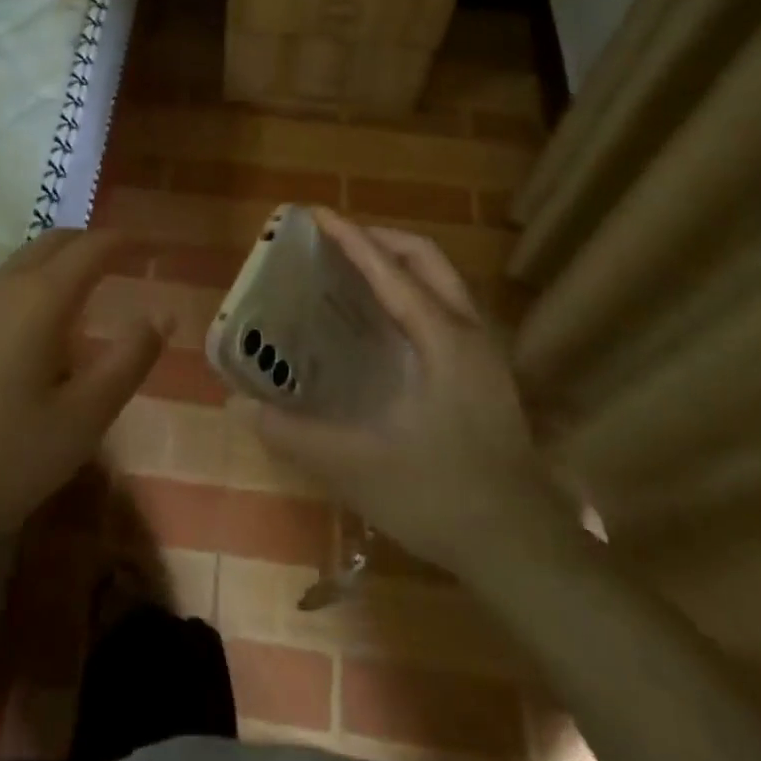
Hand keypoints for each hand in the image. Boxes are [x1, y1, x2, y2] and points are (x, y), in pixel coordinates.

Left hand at [0, 230, 164, 560]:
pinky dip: (22, 290)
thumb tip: (160, 316)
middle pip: (51, 243)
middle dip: (88, 244)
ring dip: (53, 267)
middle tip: (117, 263)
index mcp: (40, 300)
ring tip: (76, 301)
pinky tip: (22, 338)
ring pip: (17, 265)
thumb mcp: (83, 419)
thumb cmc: (2, 458)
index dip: (123, 241)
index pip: (91, 248)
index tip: (146, 246)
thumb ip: (128, 361)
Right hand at [251, 209, 561, 579]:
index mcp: (442, 339)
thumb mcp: (357, 467)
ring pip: (443, 281)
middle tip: (335, 241)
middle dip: (380, 239)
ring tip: (354, 273)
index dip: (350, 238)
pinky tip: (385, 326)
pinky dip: (413, 293)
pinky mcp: (487, 375)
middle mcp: (468, 332)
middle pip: (426, 258)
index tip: (316, 213)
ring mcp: (484, 353)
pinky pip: (446, 308)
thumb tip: (239, 405)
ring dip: (400, 264)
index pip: (390, 271)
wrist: (522, 548)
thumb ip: (294, 435)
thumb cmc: (441, 498)